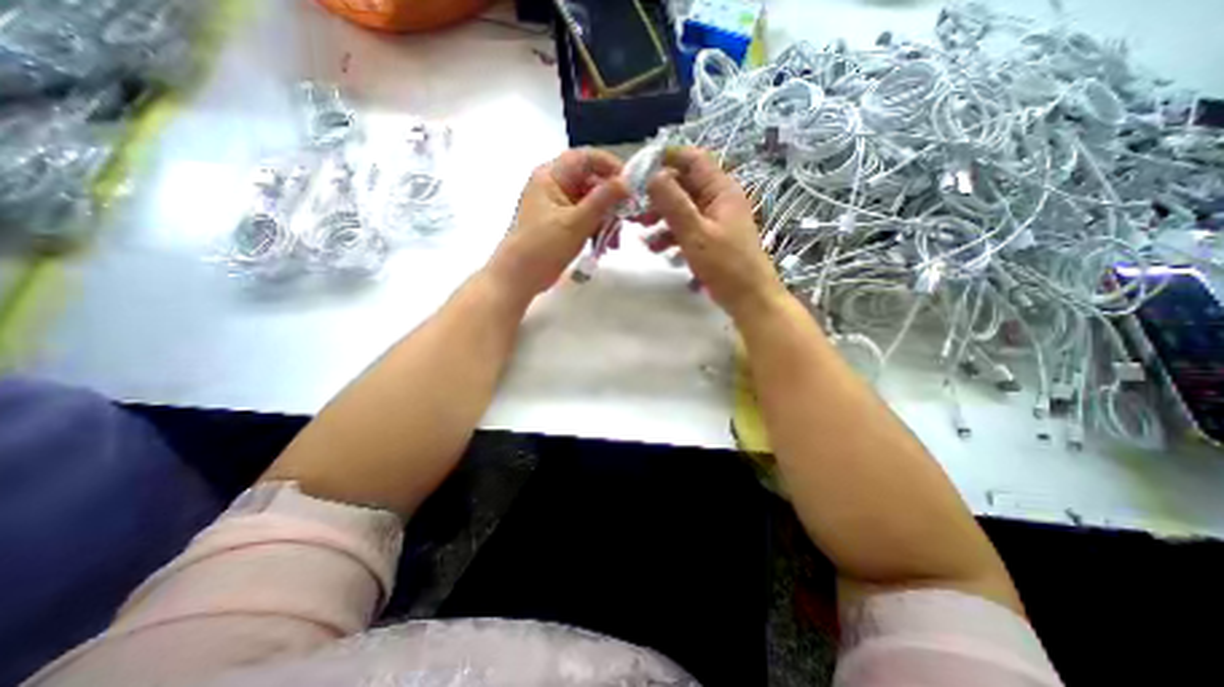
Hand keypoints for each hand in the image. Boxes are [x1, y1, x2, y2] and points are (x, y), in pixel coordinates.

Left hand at [487, 147, 624, 301]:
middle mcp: (555, 186)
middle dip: (611, 200)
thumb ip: (603, 200)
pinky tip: (606, 245)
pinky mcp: (562, 224)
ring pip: (591, 202)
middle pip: (591, 182)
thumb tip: (627, 182)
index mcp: (551, 176)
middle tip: (627, 217)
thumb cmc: (543, 246)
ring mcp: (558, 206)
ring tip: (615, 239)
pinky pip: (586, 219)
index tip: (632, 184)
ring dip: (607, 218)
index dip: (610, 166)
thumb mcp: (576, 222)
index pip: (586, 158)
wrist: (520, 277)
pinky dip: (598, 228)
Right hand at [651, 146, 784, 320]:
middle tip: (634, 209)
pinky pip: (686, 227)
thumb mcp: (696, 233)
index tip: (638, 172)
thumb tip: (651, 175)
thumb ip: (673, 203)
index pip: (692, 159)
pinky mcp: (709, 237)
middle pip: (683, 184)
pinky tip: (656, 249)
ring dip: (660, 217)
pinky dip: (670, 234)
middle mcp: (718, 199)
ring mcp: (714, 219)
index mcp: (721, 189)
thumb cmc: (725, 265)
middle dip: (657, 195)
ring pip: (682, 207)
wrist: (748, 298)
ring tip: (641, 232)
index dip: (666, 159)